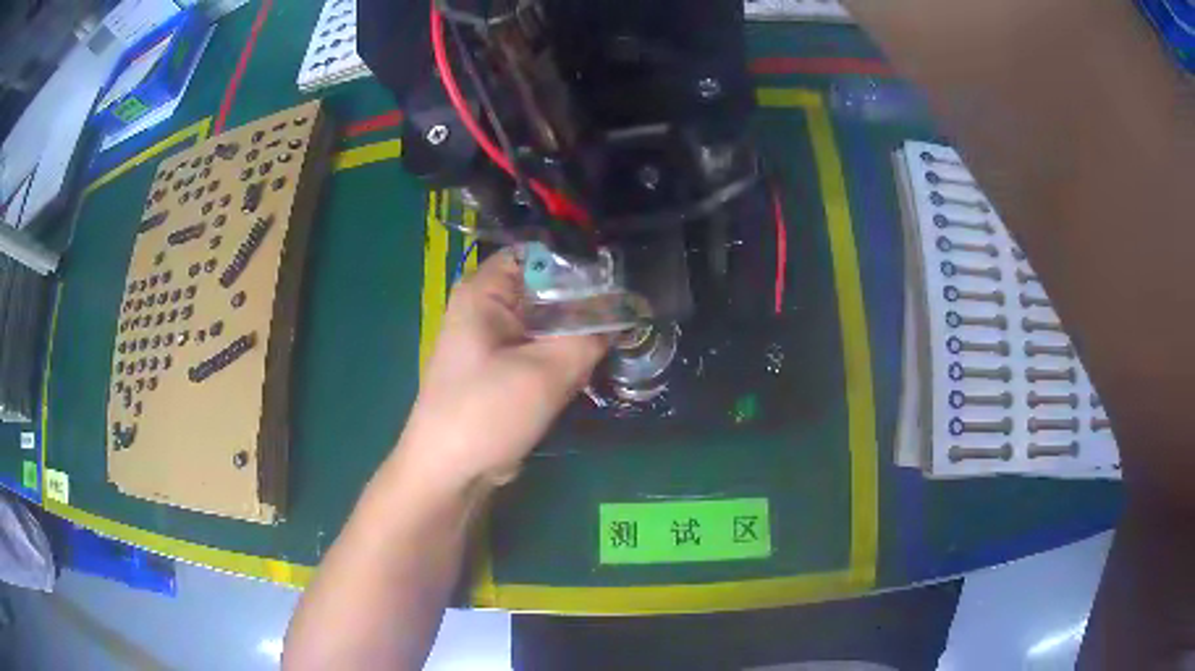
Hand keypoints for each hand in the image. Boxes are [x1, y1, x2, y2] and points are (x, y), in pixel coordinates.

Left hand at [398, 248, 609, 489]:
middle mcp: (487, 307)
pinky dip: (564, 357)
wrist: (450, 473)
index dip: (580, 263)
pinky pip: (541, 349)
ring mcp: (494, 340)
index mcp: (484, 291)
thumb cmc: (486, 413)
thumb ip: (589, 337)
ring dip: (577, 335)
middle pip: (547, 288)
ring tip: (616, 343)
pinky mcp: (503, 368)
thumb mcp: (545, 372)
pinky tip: (589, 370)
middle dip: (585, 304)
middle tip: (627, 317)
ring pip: (549, 322)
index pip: (539, 254)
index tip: (620, 281)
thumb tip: (625, 314)